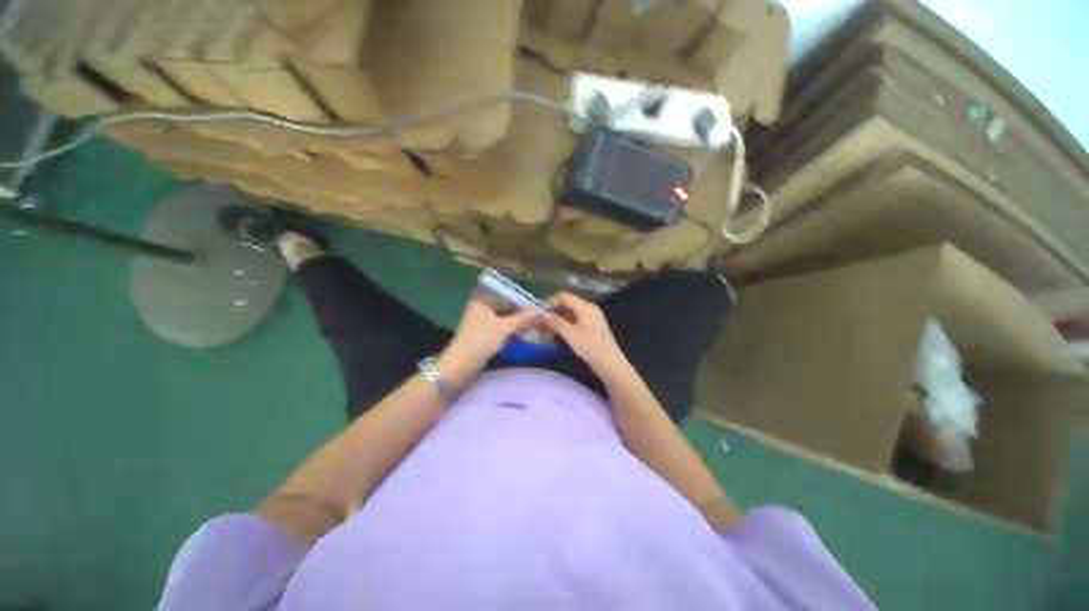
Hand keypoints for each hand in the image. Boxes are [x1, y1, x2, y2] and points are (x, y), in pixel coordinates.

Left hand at [445, 298, 537, 370]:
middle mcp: (478, 307)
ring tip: (530, 323)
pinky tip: (519, 332)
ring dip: (514, 320)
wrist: (462, 362)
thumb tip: (538, 309)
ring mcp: (478, 321)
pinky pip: (497, 326)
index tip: (532, 302)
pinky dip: (507, 328)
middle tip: (534, 313)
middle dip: (517, 310)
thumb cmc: (482, 339)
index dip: (518, 297)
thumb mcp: (505, 327)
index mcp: (481, 300)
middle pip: (502, 305)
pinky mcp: (480, 333)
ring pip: (500, 317)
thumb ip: (522, 318)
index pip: (502, 293)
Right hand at [543, 292, 630, 375]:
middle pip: (567, 304)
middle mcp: (589, 309)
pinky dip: (564, 325)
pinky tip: (556, 334)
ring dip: (557, 320)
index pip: (564, 296)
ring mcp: (590, 318)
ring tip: (545, 330)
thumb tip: (540, 314)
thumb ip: (555, 322)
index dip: (550, 302)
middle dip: (552, 312)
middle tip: (540, 323)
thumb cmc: (590, 347)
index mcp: (586, 307)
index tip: (539, 313)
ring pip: (569, 314)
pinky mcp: (590, 328)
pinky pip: (574, 321)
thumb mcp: (570, 334)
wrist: (610, 364)